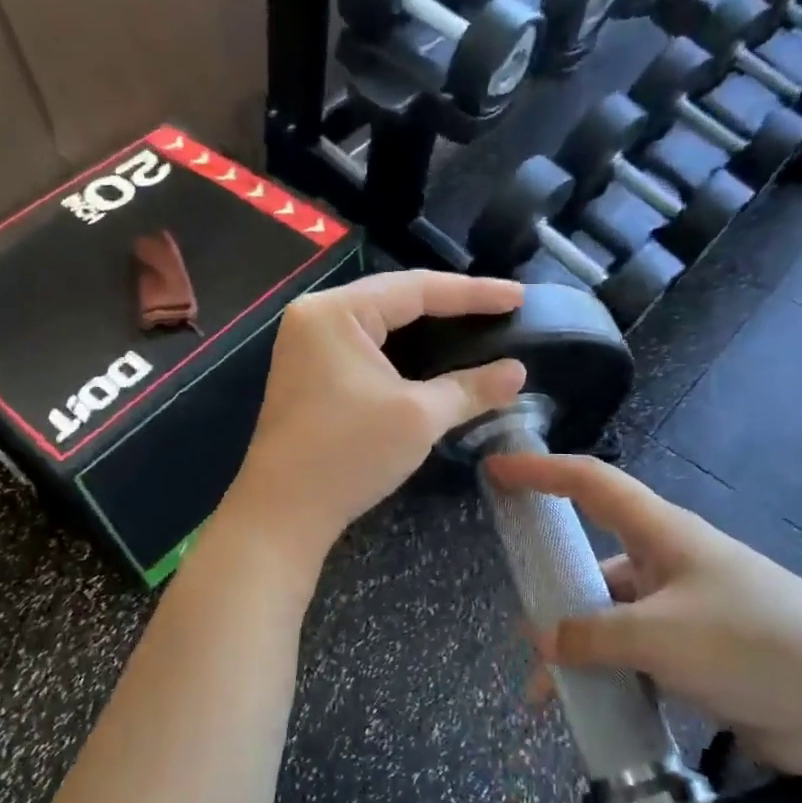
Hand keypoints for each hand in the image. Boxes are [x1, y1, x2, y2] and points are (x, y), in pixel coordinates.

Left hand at [227, 271, 528, 561]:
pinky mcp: (310, 374)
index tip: (519, 297)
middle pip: (396, 299)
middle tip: (502, 309)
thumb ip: (470, 388)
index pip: (416, 288)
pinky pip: (366, 348)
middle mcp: (316, 317)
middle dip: (451, 305)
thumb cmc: (348, 454)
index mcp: (336, 312)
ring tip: (476, 326)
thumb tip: (518, 372)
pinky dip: (403, 351)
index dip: (473, 293)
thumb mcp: (418, 417)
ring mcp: (308, 346)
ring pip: (381, 324)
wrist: (282, 513)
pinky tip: (434, 357)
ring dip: (427, 327)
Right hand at [486, 453, 801, 776]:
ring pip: (611, 620)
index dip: (541, 472)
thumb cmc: (755, 643)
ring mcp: (685, 612)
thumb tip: (541, 640)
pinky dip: (609, 678)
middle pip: (595, 564)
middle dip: (555, 595)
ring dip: (579, 651)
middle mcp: (670, 564)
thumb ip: (593, 635)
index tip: (496, 471)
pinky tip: (593, 711)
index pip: (591, 483)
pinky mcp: (699, 657)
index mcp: (663, 534)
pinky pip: (635, 658)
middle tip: (522, 630)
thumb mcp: (663, 635)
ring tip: (548, 696)